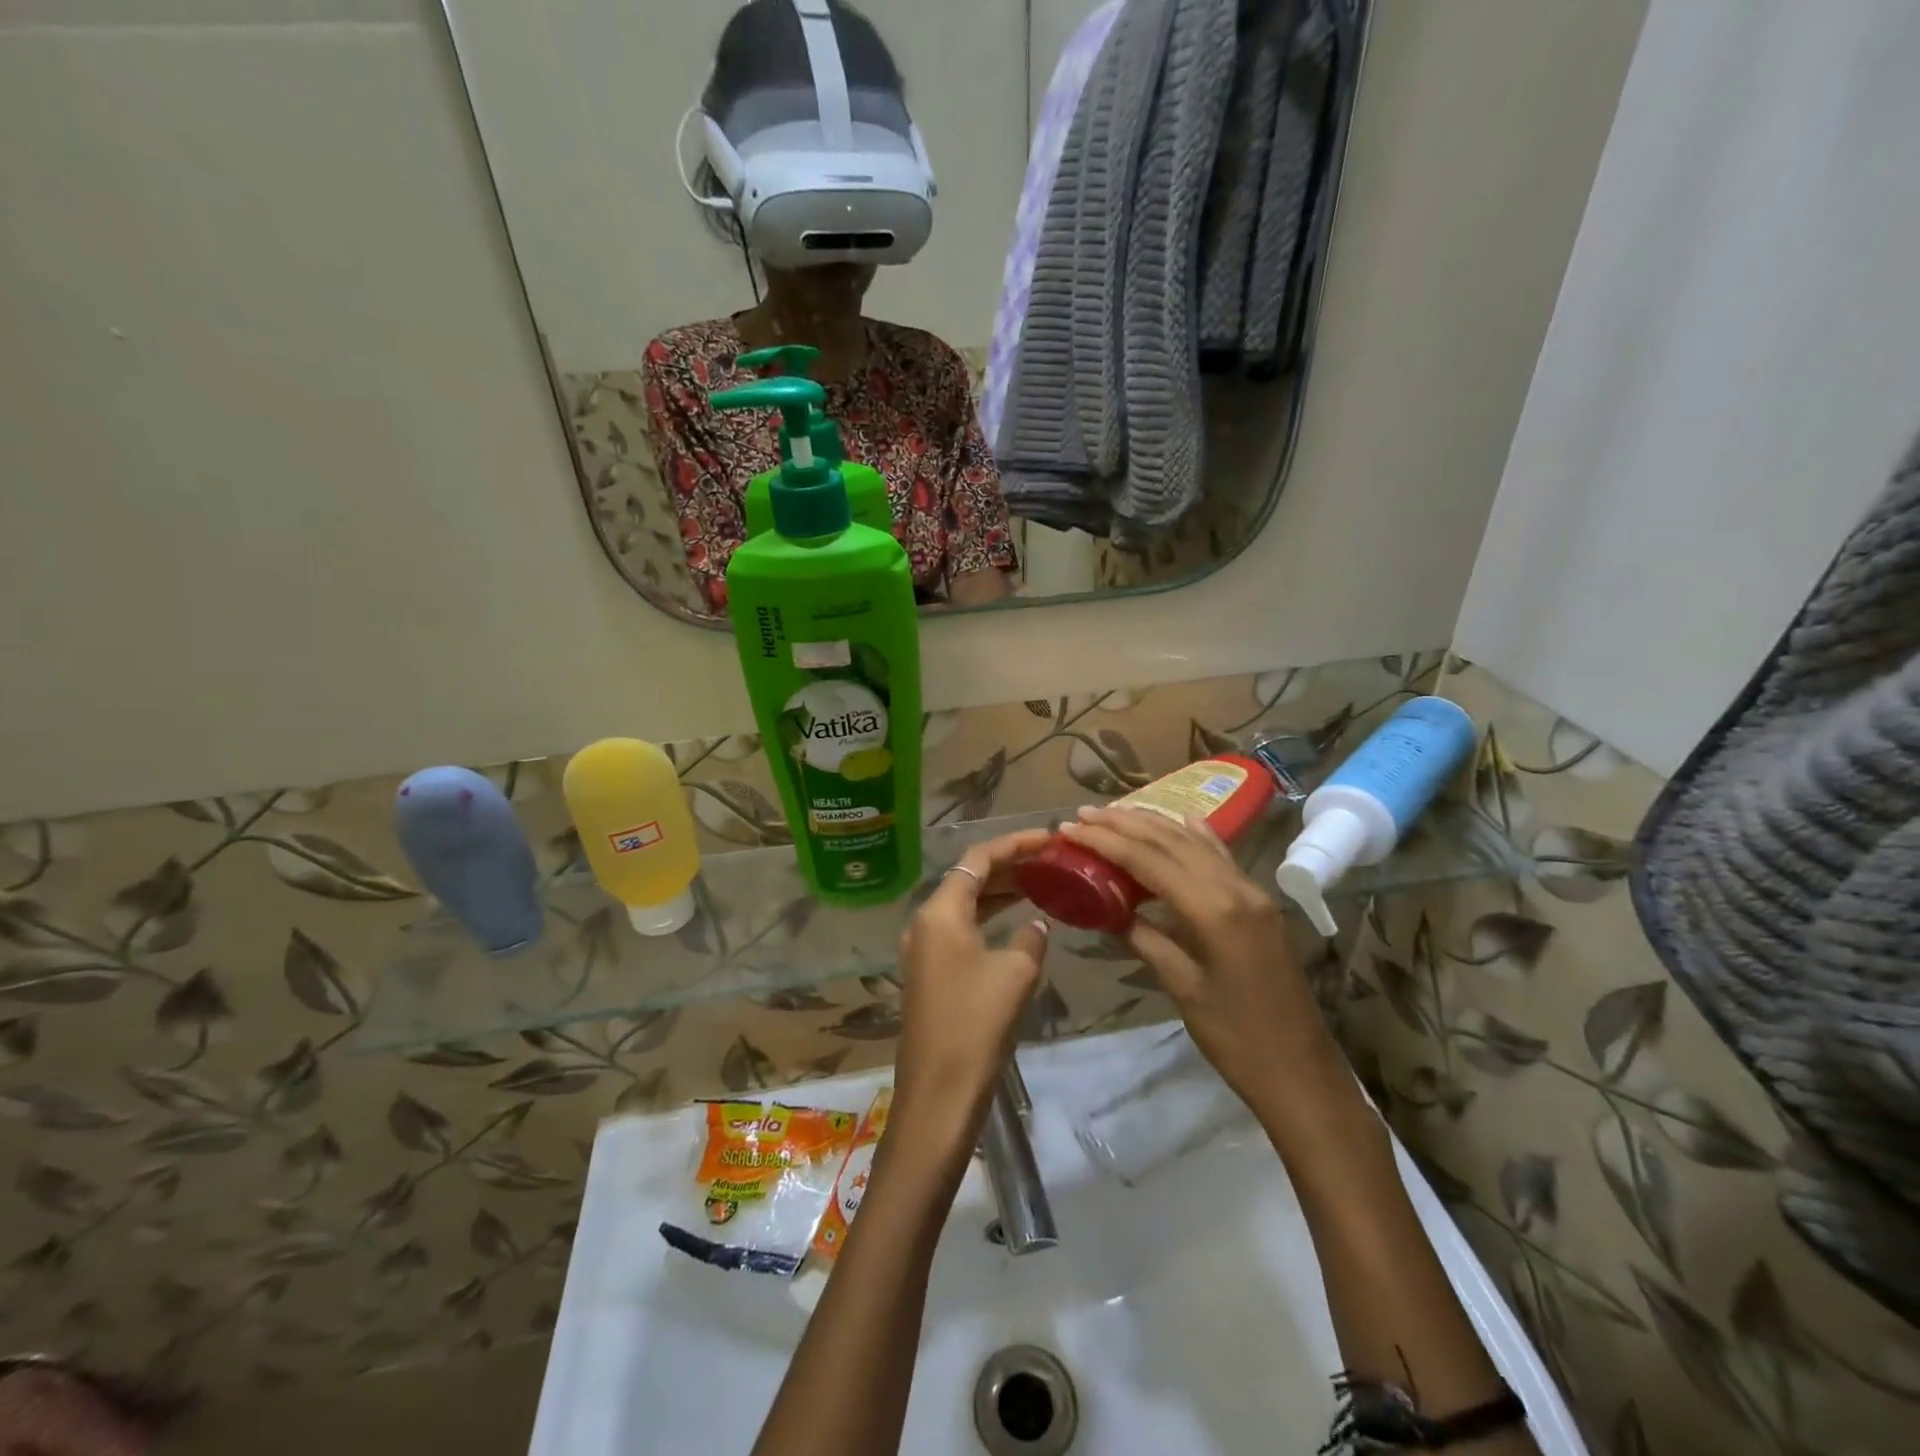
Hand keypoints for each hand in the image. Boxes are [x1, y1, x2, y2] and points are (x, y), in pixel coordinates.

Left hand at [891, 828, 1051, 1146]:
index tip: (1049, 838)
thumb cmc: (977, 1024)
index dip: (1015, 843)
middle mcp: (925, 922)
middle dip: (1009, 866)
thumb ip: (1030, 937)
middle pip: (969, 878)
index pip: (978, 859)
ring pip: (965, 905)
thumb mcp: (1016, 973)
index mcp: (940, 912)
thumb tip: (1035, 925)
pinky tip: (1015, 924)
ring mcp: (923, 949)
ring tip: (1039, 883)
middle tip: (1049, 860)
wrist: (939, 1092)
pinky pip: (961, 930)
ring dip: (999, 893)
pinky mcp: (929, 973)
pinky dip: (988, 920)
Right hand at [1057, 807, 1345, 1122]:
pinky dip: (1197, 836)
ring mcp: (1253, 893)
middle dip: (1125, 823)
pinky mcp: (1260, 904)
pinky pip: (1222, 857)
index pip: (1148, 860)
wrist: (1303, 1073)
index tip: (1069, 828)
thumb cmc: (1237, 1040)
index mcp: (1214, 910)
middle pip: (1171, 841)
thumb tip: (1108, 911)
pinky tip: (1185, 819)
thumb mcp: (1182, 988)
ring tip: (1116, 814)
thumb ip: (1145, 939)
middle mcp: (1235, 888)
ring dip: (1155, 825)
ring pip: (1196, 843)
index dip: (1105, 840)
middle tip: (1083, 814)